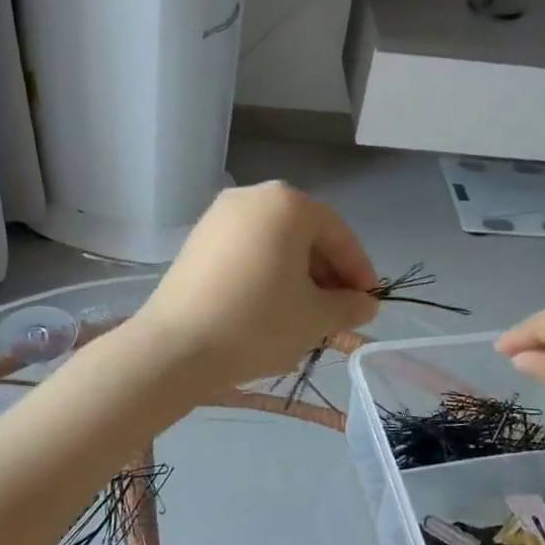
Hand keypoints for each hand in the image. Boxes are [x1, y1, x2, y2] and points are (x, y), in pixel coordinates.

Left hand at [134, 182, 379, 385]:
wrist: (175, 347)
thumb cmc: (257, 323)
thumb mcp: (315, 318)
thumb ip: (348, 306)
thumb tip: (365, 304)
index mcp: (286, 204)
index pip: (337, 233)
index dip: (358, 269)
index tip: (368, 302)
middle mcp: (252, 197)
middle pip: (304, 234)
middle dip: (327, 273)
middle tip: (339, 311)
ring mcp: (219, 216)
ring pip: (274, 243)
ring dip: (298, 275)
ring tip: (306, 315)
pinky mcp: (197, 240)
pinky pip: (247, 250)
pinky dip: (266, 273)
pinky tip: (270, 307)